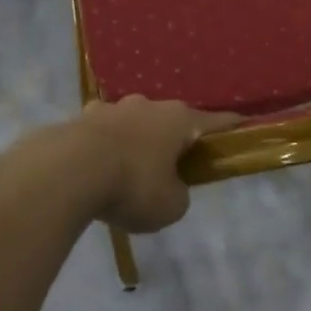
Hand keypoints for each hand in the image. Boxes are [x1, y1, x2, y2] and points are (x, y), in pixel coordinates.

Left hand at [26, 97, 238, 233]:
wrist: (67, 171)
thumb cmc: (132, 185)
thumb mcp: (170, 205)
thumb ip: (178, 194)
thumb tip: (168, 187)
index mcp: (178, 119)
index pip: (215, 121)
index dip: (231, 127)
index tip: (243, 125)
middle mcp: (147, 105)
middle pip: (170, 120)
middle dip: (173, 139)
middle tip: (172, 166)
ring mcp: (112, 108)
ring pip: (133, 122)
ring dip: (136, 140)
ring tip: (128, 169)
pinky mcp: (81, 118)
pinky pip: (101, 132)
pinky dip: (104, 147)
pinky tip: (96, 169)